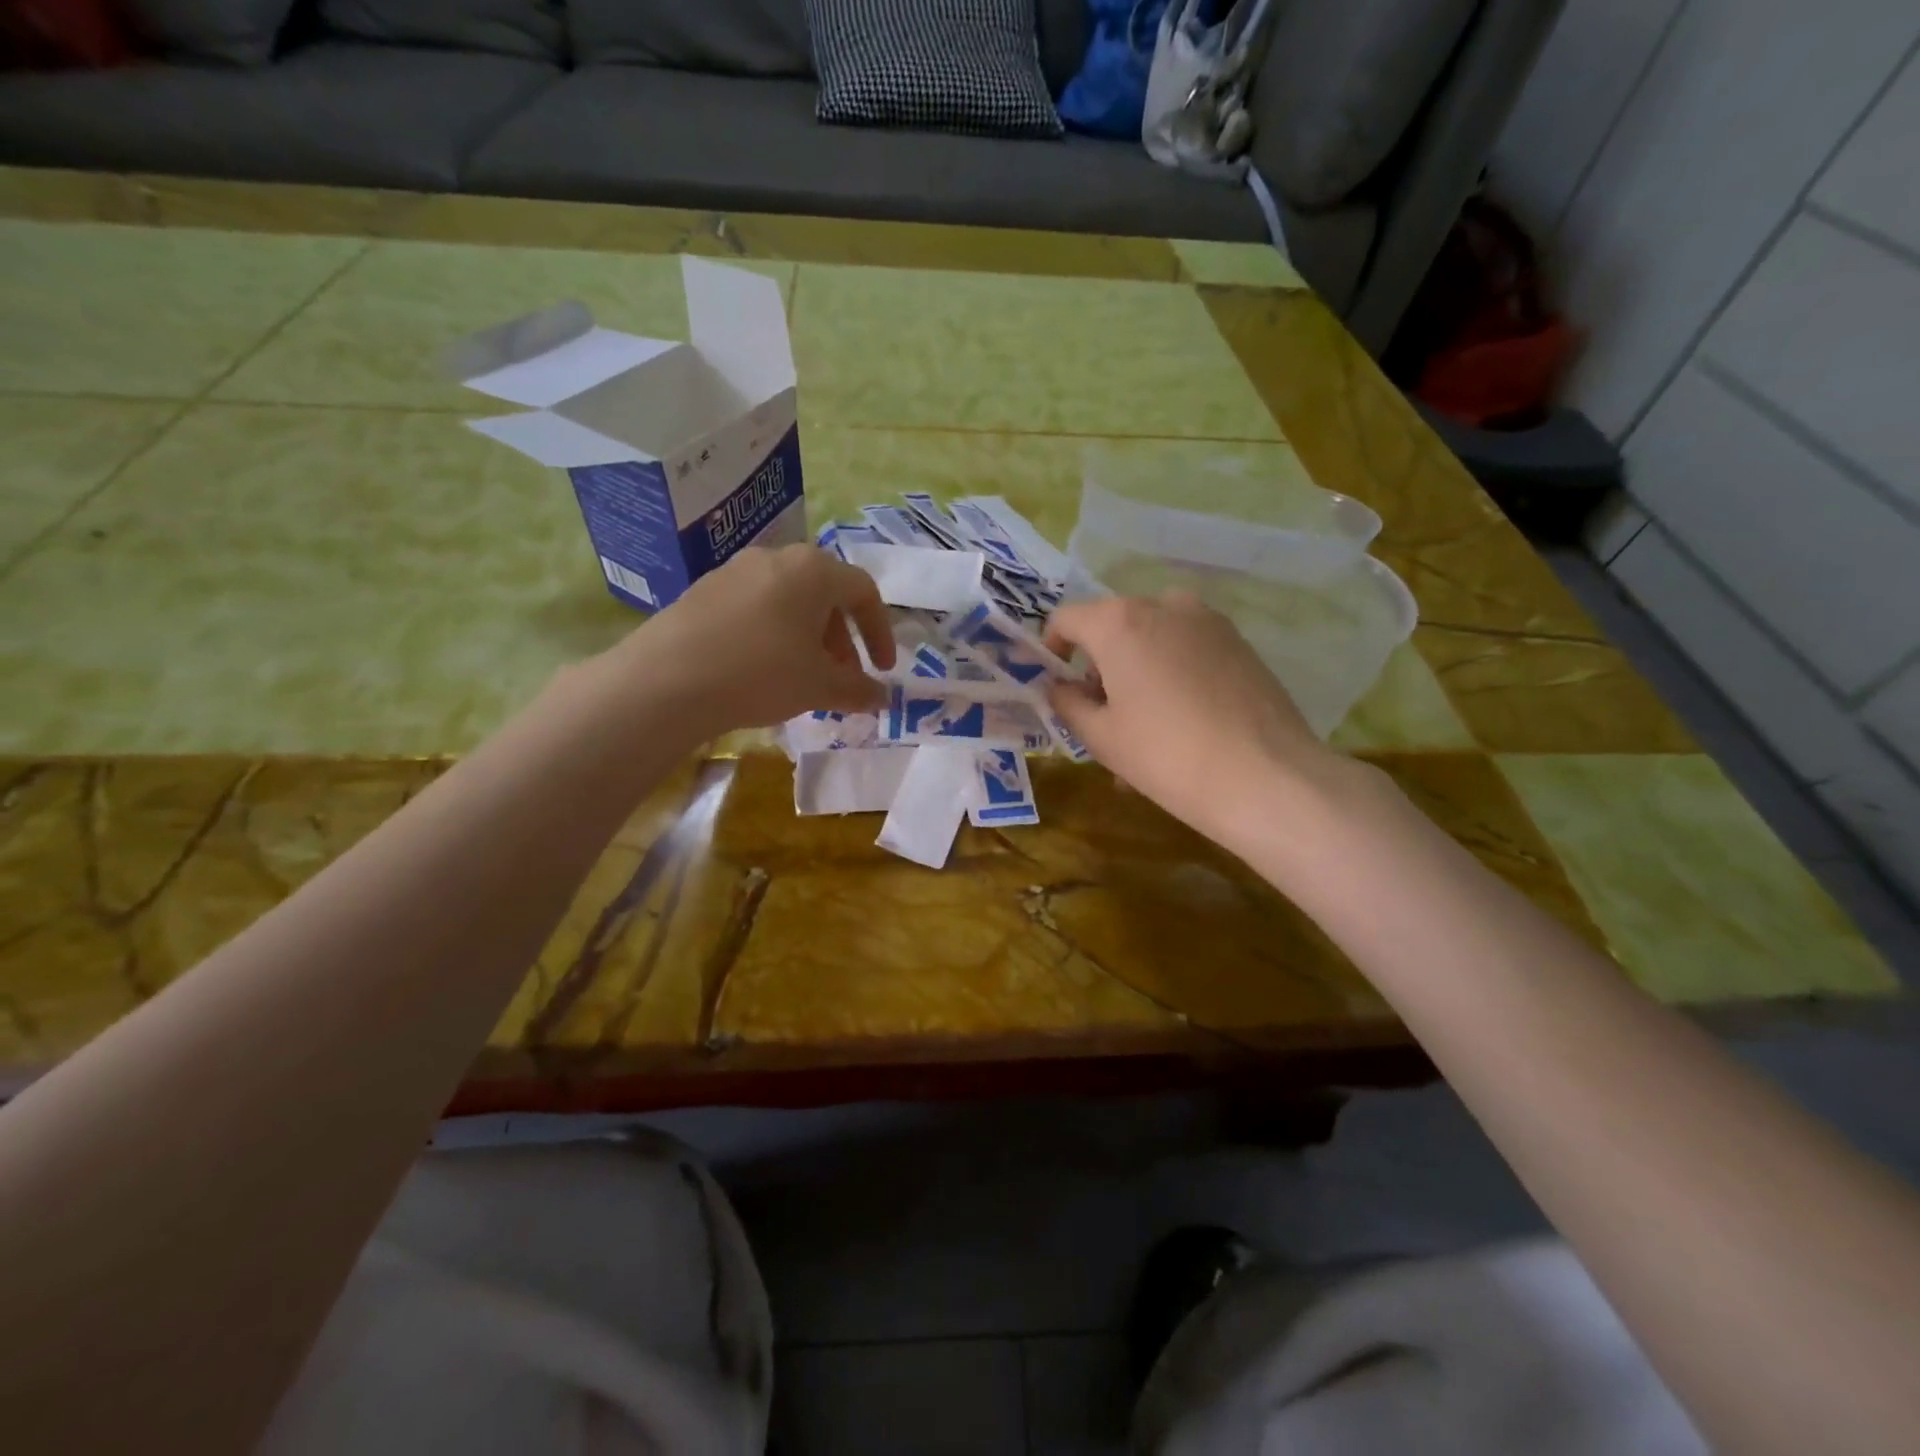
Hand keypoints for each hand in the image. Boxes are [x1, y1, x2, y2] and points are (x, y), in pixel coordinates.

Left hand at [605, 545, 895, 736]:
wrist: (667, 680)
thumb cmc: (762, 673)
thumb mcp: (820, 686)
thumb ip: (859, 690)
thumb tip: (882, 699)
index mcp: (814, 570)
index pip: (864, 592)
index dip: (880, 632)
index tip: (883, 670)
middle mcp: (776, 558)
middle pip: (825, 594)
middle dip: (843, 638)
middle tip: (844, 676)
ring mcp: (735, 570)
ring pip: (789, 600)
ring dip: (809, 637)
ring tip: (805, 676)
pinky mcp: (704, 590)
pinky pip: (756, 607)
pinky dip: (775, 634)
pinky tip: (763, 669)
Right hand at [1044, 592, 1356, 849]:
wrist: (1265, 777)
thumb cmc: (1166, 755)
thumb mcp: (1100, 737)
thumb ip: (1067, 703)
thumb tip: (1059, 686)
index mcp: (1120, 622)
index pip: (1066, 618)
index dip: (1050, 649)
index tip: (1054, 683)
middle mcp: (1163, 605)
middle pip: (1112, 625)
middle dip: (1098, 664)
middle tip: (1100, 714)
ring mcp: (1208, 621)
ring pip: (1153, 637)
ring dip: (1137, 669)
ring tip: (1143, 725)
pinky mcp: (1240, 642)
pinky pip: (1187, 648)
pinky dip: (1172, 673)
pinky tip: (1182, 722)